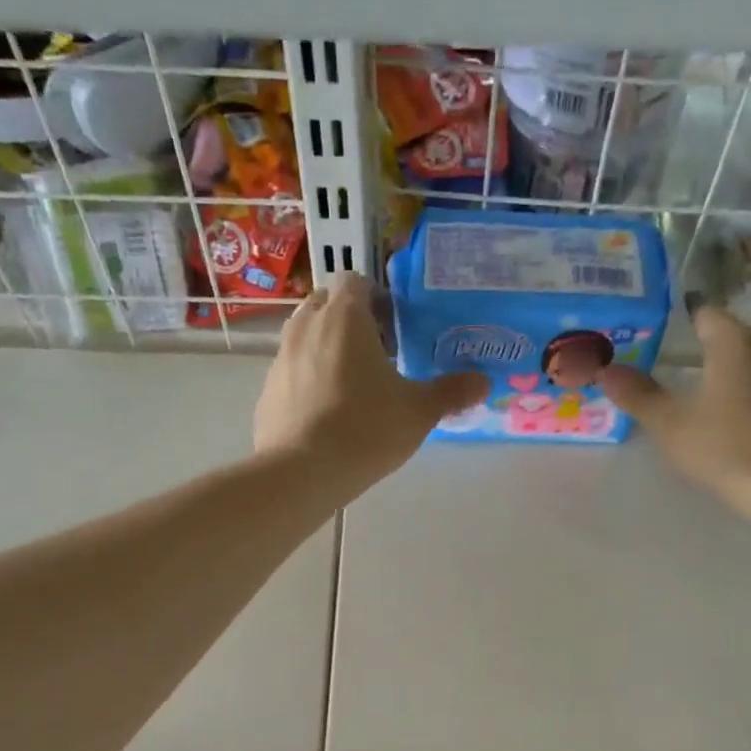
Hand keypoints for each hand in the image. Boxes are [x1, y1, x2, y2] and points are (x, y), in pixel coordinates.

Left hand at [255, 273, 486, 500]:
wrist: (301, 472)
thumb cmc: (366, 429)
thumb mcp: (419, 412)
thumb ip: (452, 392)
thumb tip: (484, 381)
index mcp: (345, 316)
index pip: (355, 279)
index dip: (376, 297)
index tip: (395, 327)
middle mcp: (306, 325)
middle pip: (327, 303)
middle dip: (350, 320)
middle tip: (378, 355)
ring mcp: (280, 357)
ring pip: (306, 336)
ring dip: (328, 348)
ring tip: (354, 385)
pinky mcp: (267, 390)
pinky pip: (292, 371)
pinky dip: (308, 380)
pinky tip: (327, 415)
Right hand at [598, 303, 750, 507]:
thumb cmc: (726, 446)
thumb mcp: (670, 425)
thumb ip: (638, 395)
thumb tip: (605, 369)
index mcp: (735, 341)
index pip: (706, 314)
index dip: (684, 324)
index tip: (666, 342)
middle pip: (735, 339)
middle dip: (710, 354)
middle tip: (682, 379)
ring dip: (737, 377)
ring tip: (712, 405)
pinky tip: (743, 426)